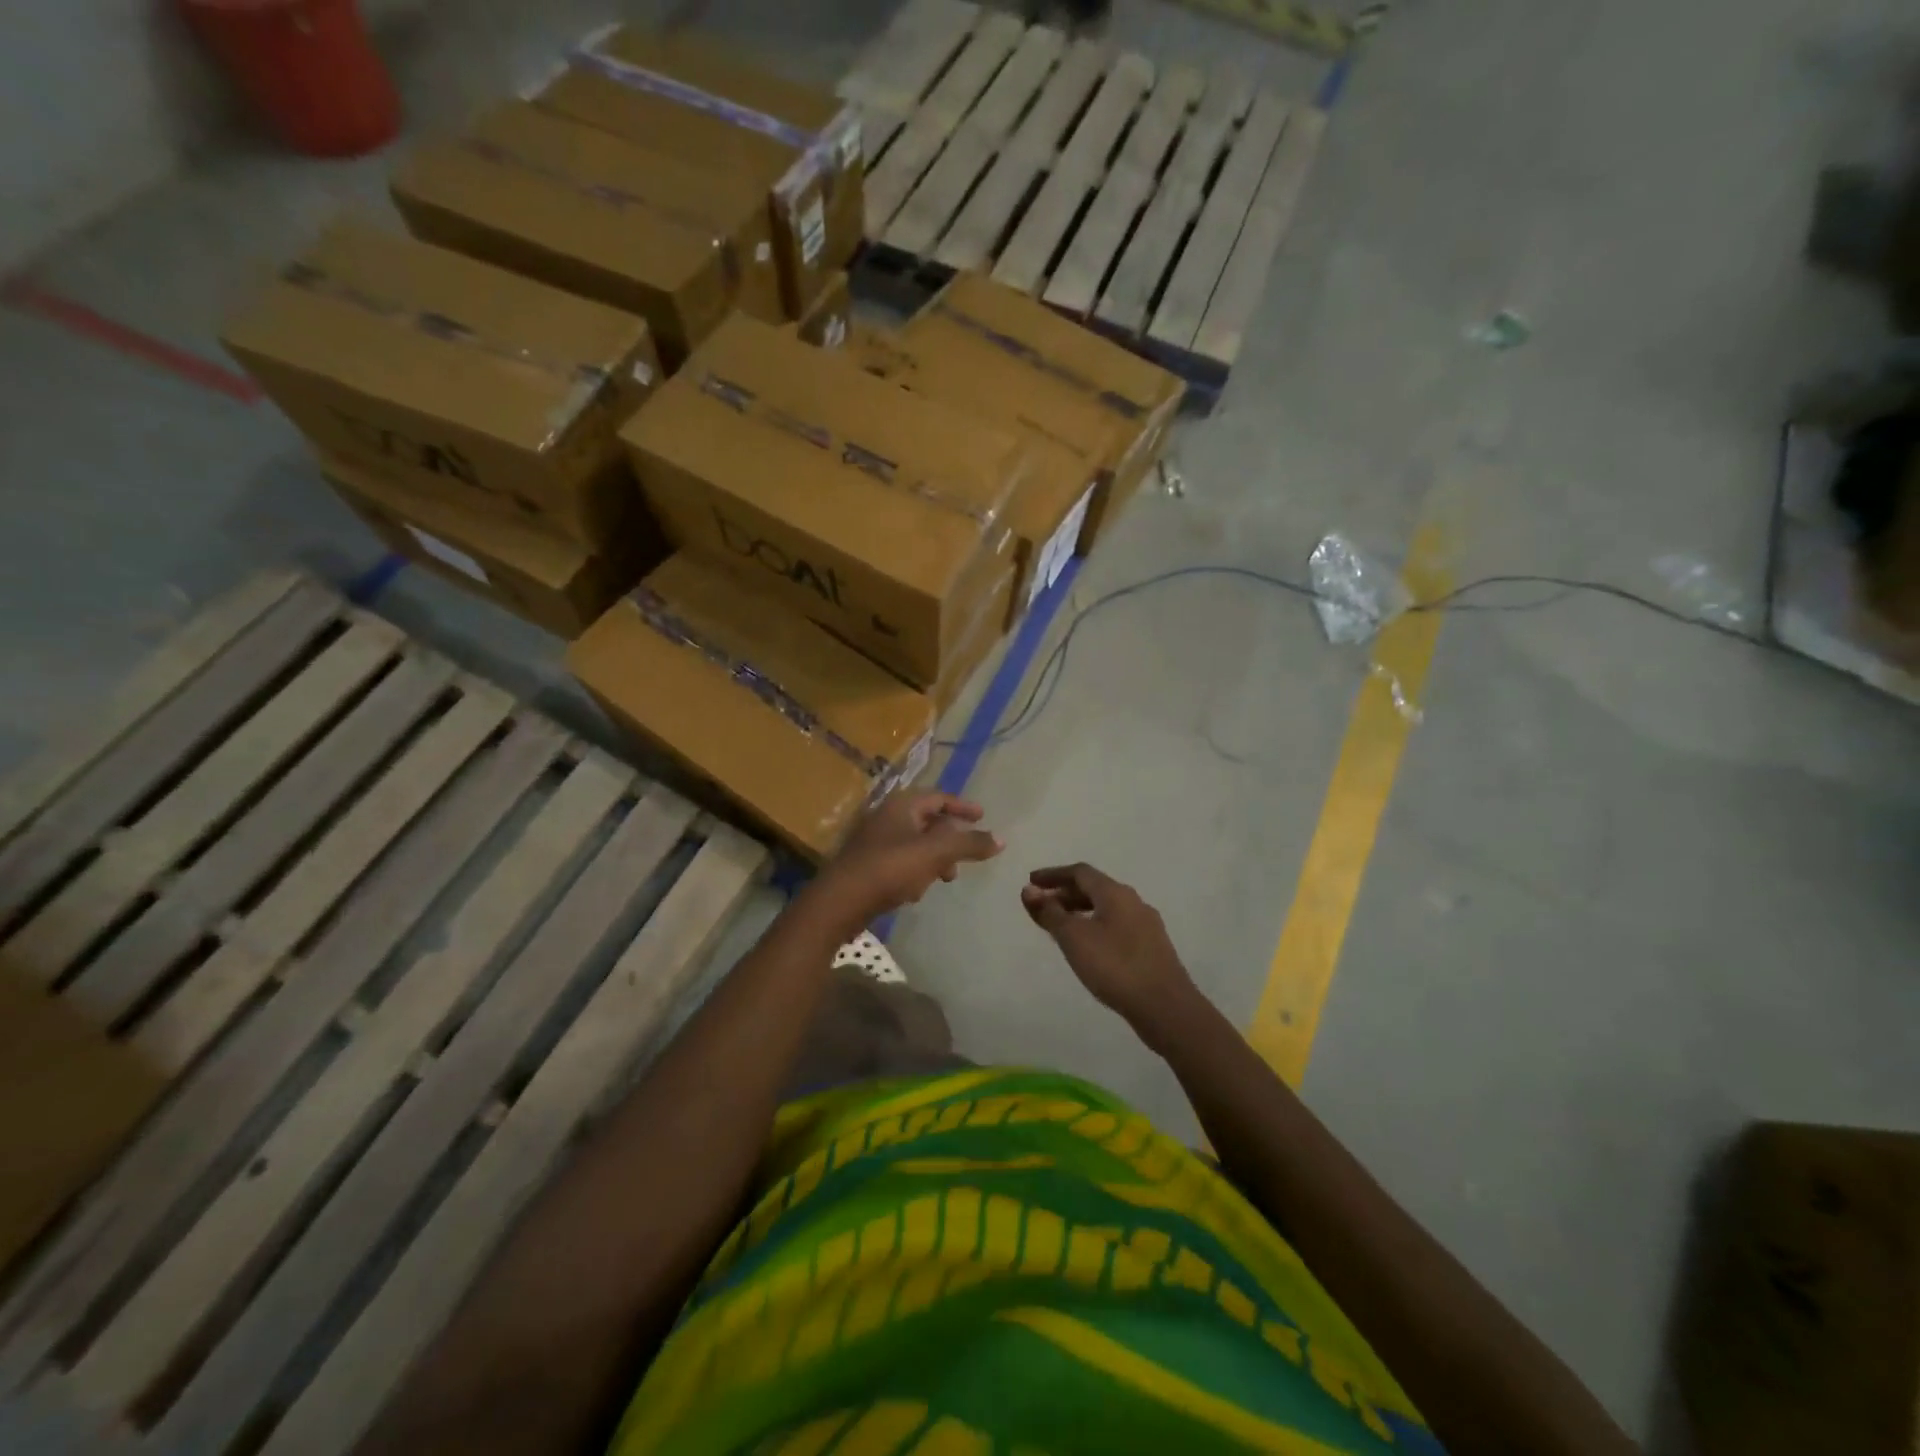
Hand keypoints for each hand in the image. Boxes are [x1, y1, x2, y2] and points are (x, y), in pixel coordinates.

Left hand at [818, 791, 1003, 925]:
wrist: (839, 902)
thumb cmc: (889, 869)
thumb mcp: (936, 853)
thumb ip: (969, 844)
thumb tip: (1001, 839)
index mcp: (901, 806)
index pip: (938, 797)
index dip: (962, 806)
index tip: (982, 817)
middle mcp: (886, 818)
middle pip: (927, 821)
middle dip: (950, 839)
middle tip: (965, 857)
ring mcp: (874, 842)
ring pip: (915, 844)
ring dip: (934, 859)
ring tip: (944, 879)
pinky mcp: (867, 867)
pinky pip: (900, 863)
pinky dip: (915, 872)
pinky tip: (915, 893)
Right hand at [1021, 864, 1198, 1042]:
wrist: (1166, 1007)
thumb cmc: (1114, 966)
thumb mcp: (1074, 938)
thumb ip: (1050, 913)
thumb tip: (1028, 890)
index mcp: (1115, 893)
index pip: (1080, 872)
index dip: (1053, 875)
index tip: (1031, 882)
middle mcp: (1133, 901)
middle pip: (1094, 888)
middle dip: (1065, 893)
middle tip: (1041, 905)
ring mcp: (1146, 925)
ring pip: (1106, 908)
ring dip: (1080, 911)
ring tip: (1059, 926)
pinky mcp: (1152, 947)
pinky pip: (1116, 925)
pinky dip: (1095, 926)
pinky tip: (1087, 946)